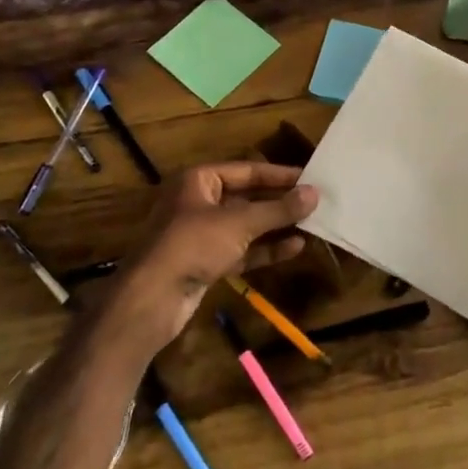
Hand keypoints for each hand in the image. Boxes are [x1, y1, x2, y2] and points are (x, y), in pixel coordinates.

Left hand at [96, 163, 317, 360]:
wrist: (152, 298)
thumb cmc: (193, 244)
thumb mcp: (239, 222)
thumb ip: (278, 209)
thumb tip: (314, 194)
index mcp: (199, 180)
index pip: (247, 170)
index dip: (279, 174)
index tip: (310, 178)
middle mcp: (199, 202)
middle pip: (247, 197)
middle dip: (280, 202)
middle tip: (315, 202)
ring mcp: (202, 234)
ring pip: (246, 225)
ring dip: (276, 226)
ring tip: (312, 224)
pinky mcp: (207, 261)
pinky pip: (242, 249)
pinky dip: (266, 248)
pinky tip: (295, 247)